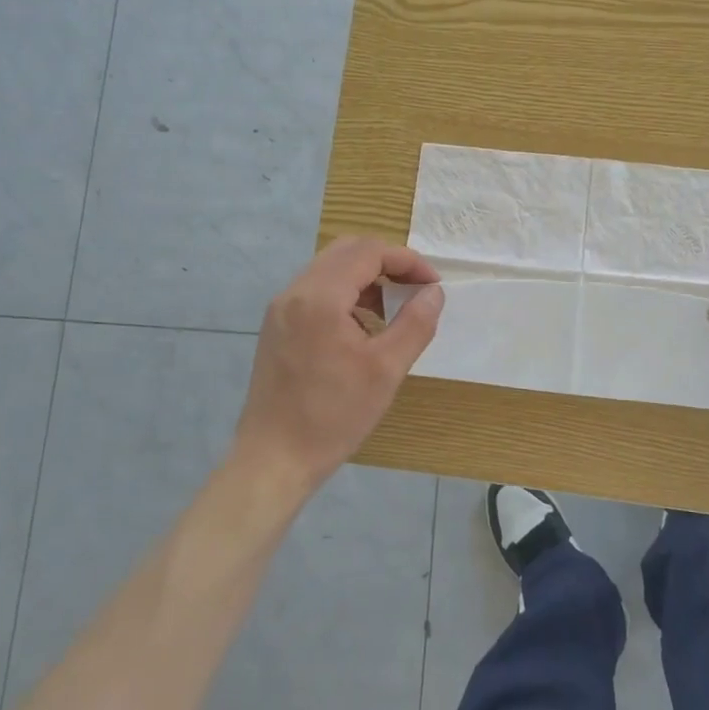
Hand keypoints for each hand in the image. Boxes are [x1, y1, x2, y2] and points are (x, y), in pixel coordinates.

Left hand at [234, 238, 443, 496]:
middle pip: (347, 250)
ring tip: (394, 308)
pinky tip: (362, 326)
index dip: (407, 260)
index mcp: (320, 297)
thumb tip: (434, 292)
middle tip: (415, 288)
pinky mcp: (276, 326)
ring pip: (330, 268)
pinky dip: (345, 292)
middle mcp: (295, 291)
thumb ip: (415, 323)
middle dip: (387, 262)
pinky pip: (316, 290)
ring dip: (366, 276)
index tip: (432, 285)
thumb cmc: (333, 416)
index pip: (369, 252)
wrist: (274, 458)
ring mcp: (281, 308)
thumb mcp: (386, 370)